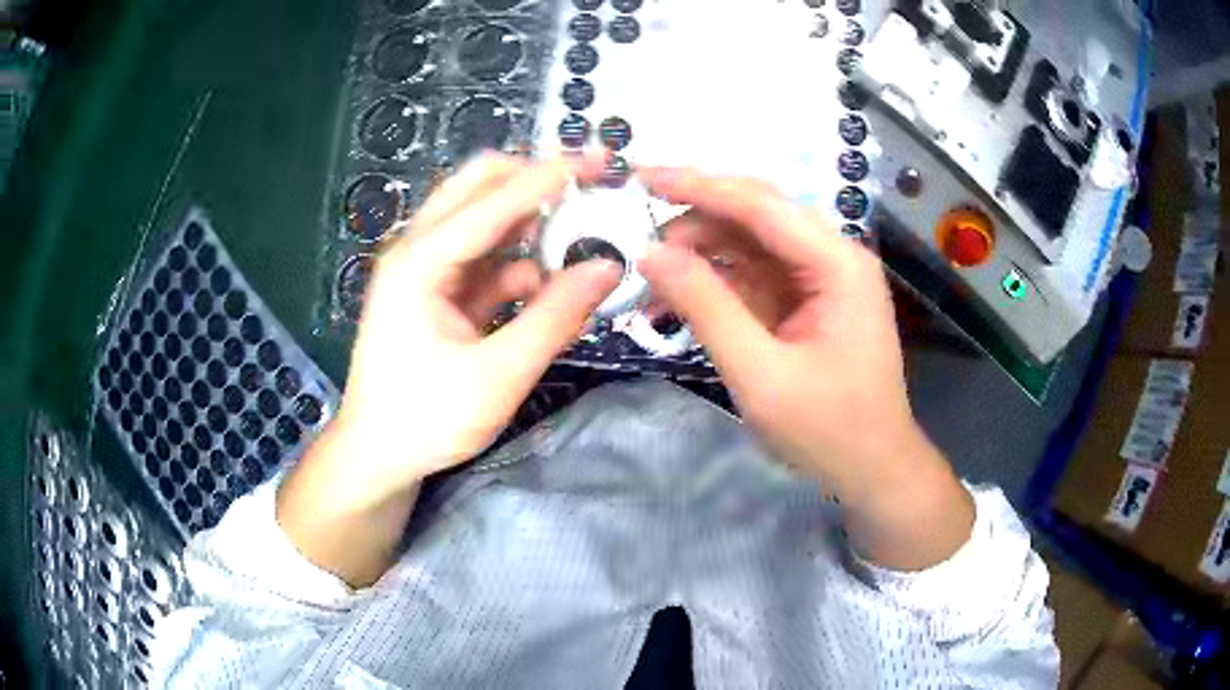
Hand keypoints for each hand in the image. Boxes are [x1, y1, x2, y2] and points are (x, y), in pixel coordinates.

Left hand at [277, 155, 619, 585]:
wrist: (377, 456)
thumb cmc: (427, 421)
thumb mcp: (498, 376)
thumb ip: (555, 317)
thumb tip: (608, 267)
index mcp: (419, 262)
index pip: (493, 201)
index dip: (549, 177)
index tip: (600, 160)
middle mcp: (417, 250)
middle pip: (477, 187)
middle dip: (533, 180)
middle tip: (587, 184)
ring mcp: (424, 270)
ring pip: (482, 221)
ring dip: (530, 222)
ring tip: (582, 233)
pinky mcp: (435, 292)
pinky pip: (484, 260)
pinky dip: (519, 264)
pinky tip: (552, 284)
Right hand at [638, 169, 972, 570]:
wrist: (873, 469)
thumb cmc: (828, 430)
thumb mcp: (760, 374)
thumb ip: (706, 308)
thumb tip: (651, 253)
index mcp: (837, 264)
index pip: (761, 205)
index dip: (698, 186)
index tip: (641, 177)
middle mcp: (832, 257)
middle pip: (755, 216)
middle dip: (695, 222)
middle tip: (637, 241)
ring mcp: (820, 279)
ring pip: (749, 244)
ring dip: (700, 254)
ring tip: (651, 277)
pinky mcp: (806, 301)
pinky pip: (754, 276)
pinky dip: (715, 283)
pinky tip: (679, 297)